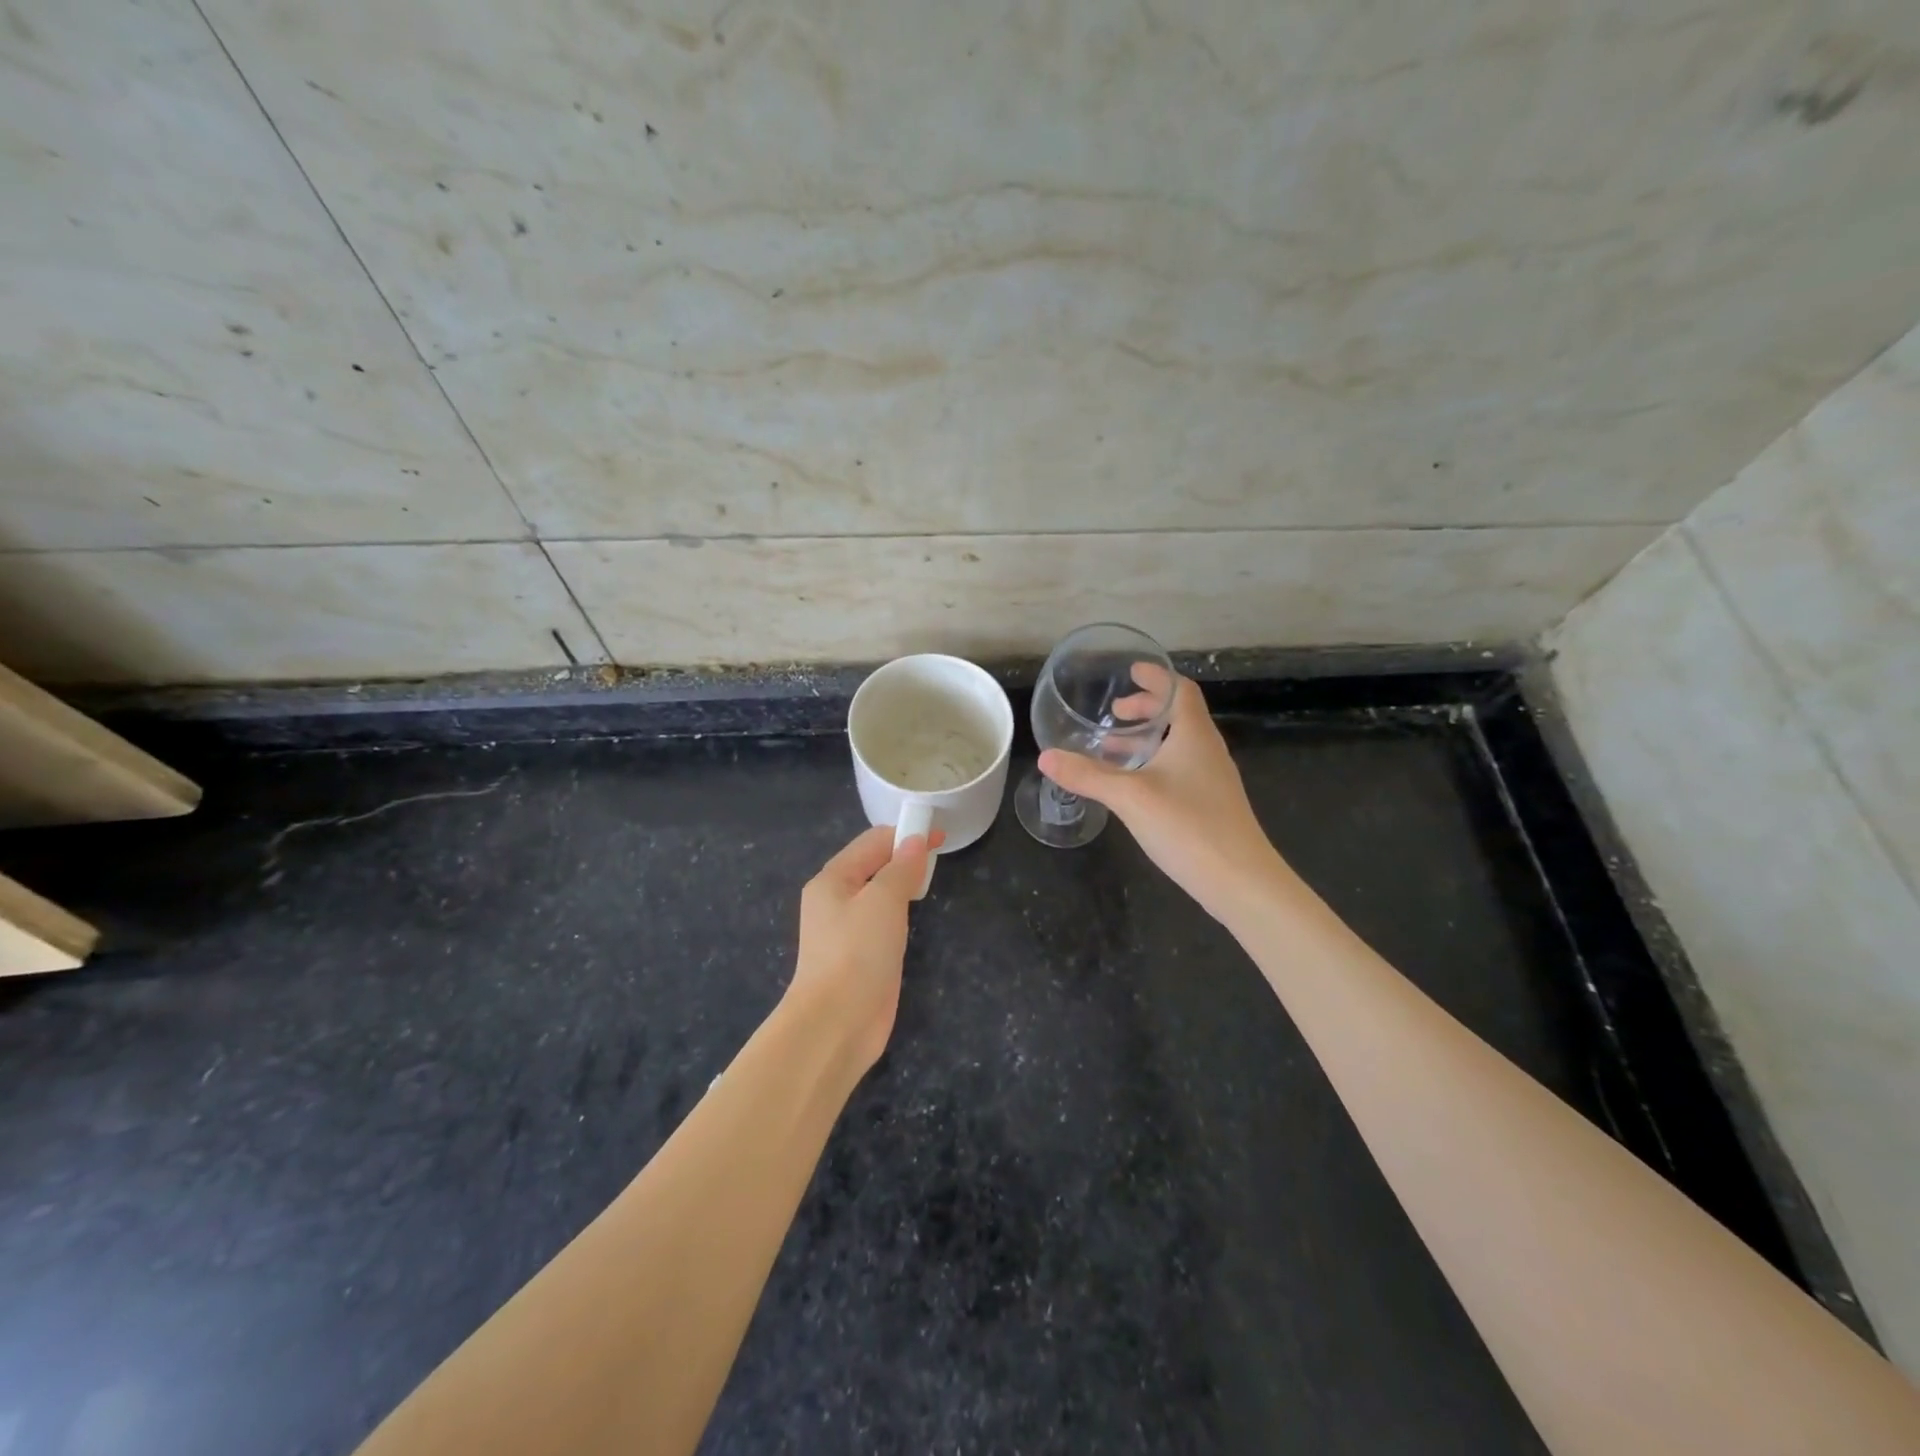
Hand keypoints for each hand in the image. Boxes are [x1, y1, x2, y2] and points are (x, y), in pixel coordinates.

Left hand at [789, 826, 943, 1074]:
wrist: (836, 1024)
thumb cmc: (857, 953)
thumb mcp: (883, 901)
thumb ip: (902, 868)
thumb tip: (916, 842)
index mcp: (832, 879)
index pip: (872, 842)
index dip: (906, 834)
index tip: (941, 836)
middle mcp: (834, 900)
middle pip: (873, 865)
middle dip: (904, 856)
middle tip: (939, 858)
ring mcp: (845, 930)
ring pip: (878, 894)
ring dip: (902, 883)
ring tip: (930, 881)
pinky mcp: (859, 956)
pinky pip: (880, 921)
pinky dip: (899, 911)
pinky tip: (915, 916)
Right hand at [1039, 668, 1283, 922]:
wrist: (1240, 881)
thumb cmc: (1188, 826)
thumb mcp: (1130, 797)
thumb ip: (1087, 775)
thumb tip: (1045, 757)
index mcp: (1194, 736)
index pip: (1180, 690)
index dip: (1157, 677)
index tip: (1131, 671)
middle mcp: (1207, 751)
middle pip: (1179, 715)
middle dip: (1146, 708)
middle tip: (1114, 713)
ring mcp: (1212, 780)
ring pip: (1178, 745)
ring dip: (1147, 739)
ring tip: (1111, 747)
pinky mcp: (1210, 805)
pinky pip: (1179, 769)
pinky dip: (1154, 764)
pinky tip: (1132, 787)